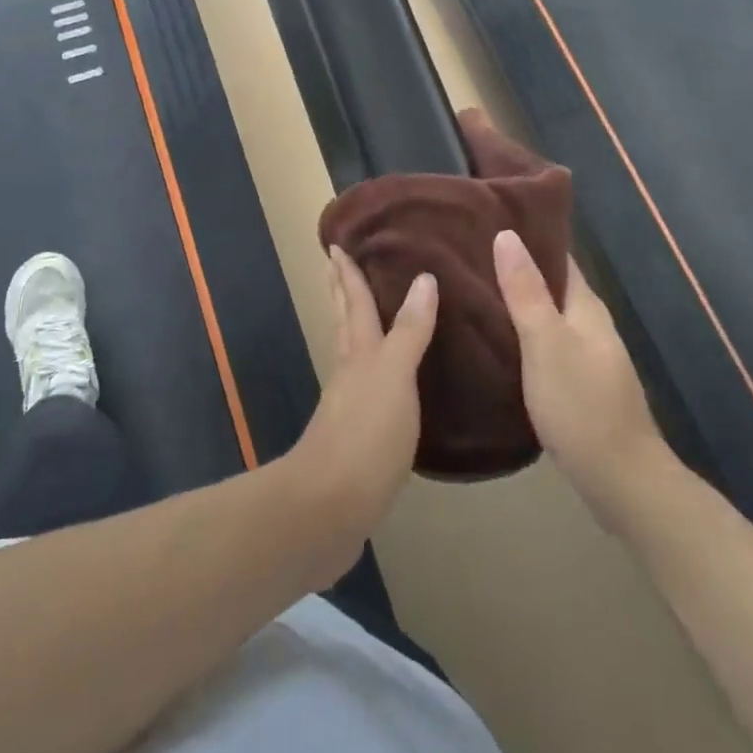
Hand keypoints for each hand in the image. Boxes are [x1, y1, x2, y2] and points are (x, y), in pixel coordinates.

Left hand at [281, 247, 437, 587]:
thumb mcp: (394, 375)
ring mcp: (347, 406)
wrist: (329, 507)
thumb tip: (423, 277)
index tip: (336, 245)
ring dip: (353, 328)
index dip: (348, 273)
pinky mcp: (353, 439)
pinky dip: (370, 372)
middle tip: (335, 266)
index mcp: (358, 353)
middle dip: (341, 293)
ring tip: (362, 315)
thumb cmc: (366, 433)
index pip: (354, 302)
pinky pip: (363, 389)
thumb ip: (409, 331)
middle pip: (344, 322)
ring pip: (350, 354)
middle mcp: (349, 372)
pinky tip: (380, 384)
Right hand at [494, 230, 663, 528]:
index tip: (484, 216)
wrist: (621, 483)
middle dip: (511, 264)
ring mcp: (583, 355)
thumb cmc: (582, 406)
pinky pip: (540, 341)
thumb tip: (507, 234)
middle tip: (462, 249)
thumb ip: (526, 292)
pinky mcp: (573, 382)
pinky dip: (516, 330)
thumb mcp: (547, 344)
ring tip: (465, 286)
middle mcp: (587, 323)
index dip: (525, 233)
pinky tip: (488, 335)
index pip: (555, 254)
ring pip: (542, 313)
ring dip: (512, 298)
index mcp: (585, 306)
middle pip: (547, 282)